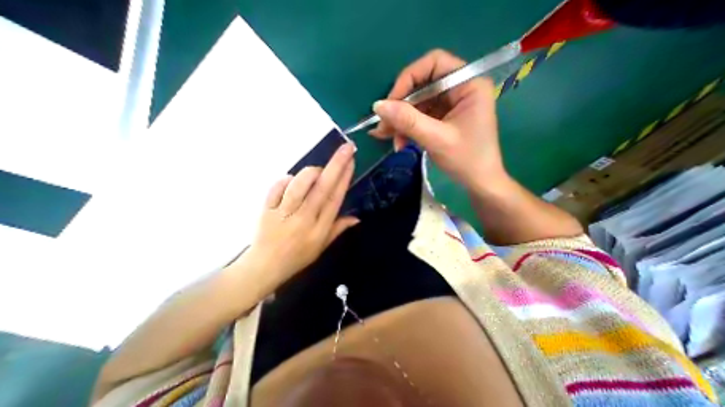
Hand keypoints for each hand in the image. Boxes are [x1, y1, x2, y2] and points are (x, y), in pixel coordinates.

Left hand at [238, 143, 358, 289]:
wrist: (264, 267)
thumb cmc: (297, 257)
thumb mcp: (322, 247)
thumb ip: (338, 229)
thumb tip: (357, 217)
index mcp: (319, 229)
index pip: (335, 199)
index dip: (344, 179)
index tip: (351, 161)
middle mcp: (304, 219)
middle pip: (322, 189)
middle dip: (336, 165)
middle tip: (346, 148)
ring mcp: (283, 214)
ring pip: (299, 186)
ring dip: (310, 173)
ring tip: (317, 171)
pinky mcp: (266, 210)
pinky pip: (276, 188)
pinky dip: (286, 180)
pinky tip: (292, 181)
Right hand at [371, 49, 505, 188]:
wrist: (478, 182)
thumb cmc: (466, 160)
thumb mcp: (436, 139)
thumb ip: (408, 121)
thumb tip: (378, 106)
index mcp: (467, 84)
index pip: (433, 64)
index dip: (408, 79)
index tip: (391, 103)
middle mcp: (458, 90)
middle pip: (421, 87)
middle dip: (400, 108)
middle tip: (383, 127)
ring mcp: (449, 106)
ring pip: (417, 105)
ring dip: (400, 122)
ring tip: (386, 138)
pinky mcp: (442, 120)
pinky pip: (419, 118)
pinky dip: (406, 129)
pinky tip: (397, 142)